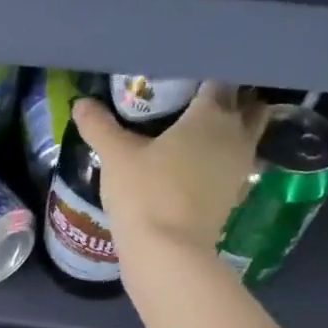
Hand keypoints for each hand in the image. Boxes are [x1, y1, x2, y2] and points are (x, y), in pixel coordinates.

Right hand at [73, 83, 268, 266]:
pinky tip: (197, 166)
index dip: (205, 74)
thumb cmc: (145, 193)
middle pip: (247, 106)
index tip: (184, 76)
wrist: (168, 252)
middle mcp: (235, 136)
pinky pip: (234, 166)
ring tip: (198, 132)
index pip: (220, 79)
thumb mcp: (115, 156)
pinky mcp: (235, 196)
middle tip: (198, 100)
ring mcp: (240, 168)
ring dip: (231, 131)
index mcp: (211, 115)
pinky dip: (222, 161)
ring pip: (247, 137)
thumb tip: (80, 103)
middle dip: (231, 99)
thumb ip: (99, 126)